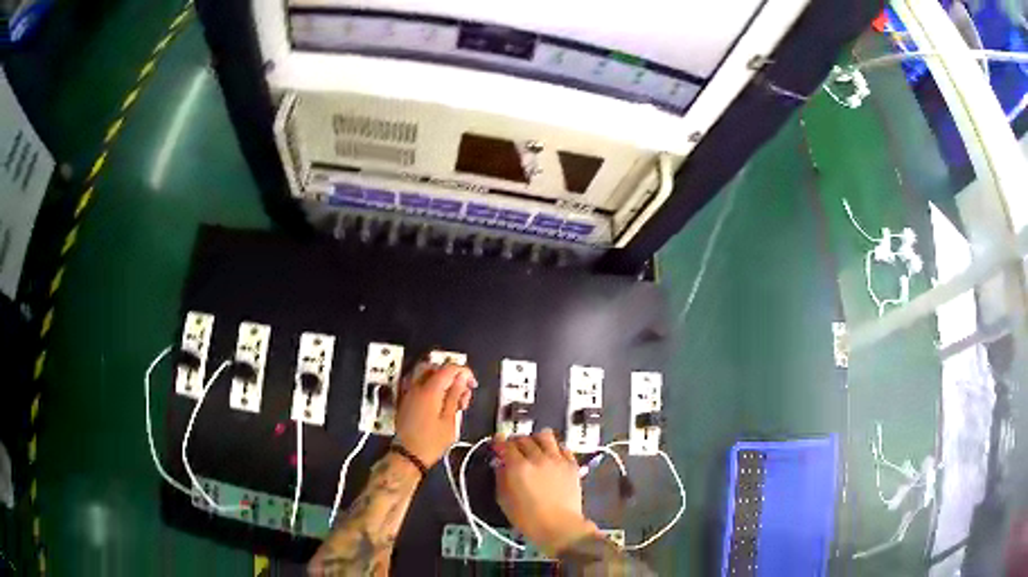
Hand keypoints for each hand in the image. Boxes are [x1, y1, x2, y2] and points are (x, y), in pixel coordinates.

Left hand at [394, 362, 474, 467]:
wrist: (408, 456)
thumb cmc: (432, 442)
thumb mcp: (449, 420)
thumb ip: (455, 396)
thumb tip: (461, 378)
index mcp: (429, 390)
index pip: (449, 368)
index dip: (464, 372)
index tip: (473, 384)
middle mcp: (416, 386)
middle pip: (436, 368)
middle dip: (452, 375)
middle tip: (463, 391)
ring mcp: (409, 393)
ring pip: (426, 375)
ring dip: (442, 381)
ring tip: (453, 400)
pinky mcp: (406, 400)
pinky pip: (420, 384)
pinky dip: (432, 387)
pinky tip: (441, 403)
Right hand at [493, 429, 599, 554]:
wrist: (560, 526)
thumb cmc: (527, 518)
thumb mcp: (504, 500)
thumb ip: (501, 478)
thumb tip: (501, 464)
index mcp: (518, 467)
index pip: (505, 445)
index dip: (499, 442)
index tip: (497, 442)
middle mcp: (537, 458)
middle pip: (524, 439)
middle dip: (515, 442)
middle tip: (513, 449)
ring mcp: (557, 459)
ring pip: (545, 436)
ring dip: (535, 439)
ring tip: (534, 447)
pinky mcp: (571, 464)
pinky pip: (563, 447)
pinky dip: (554, 448)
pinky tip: (551, 456)